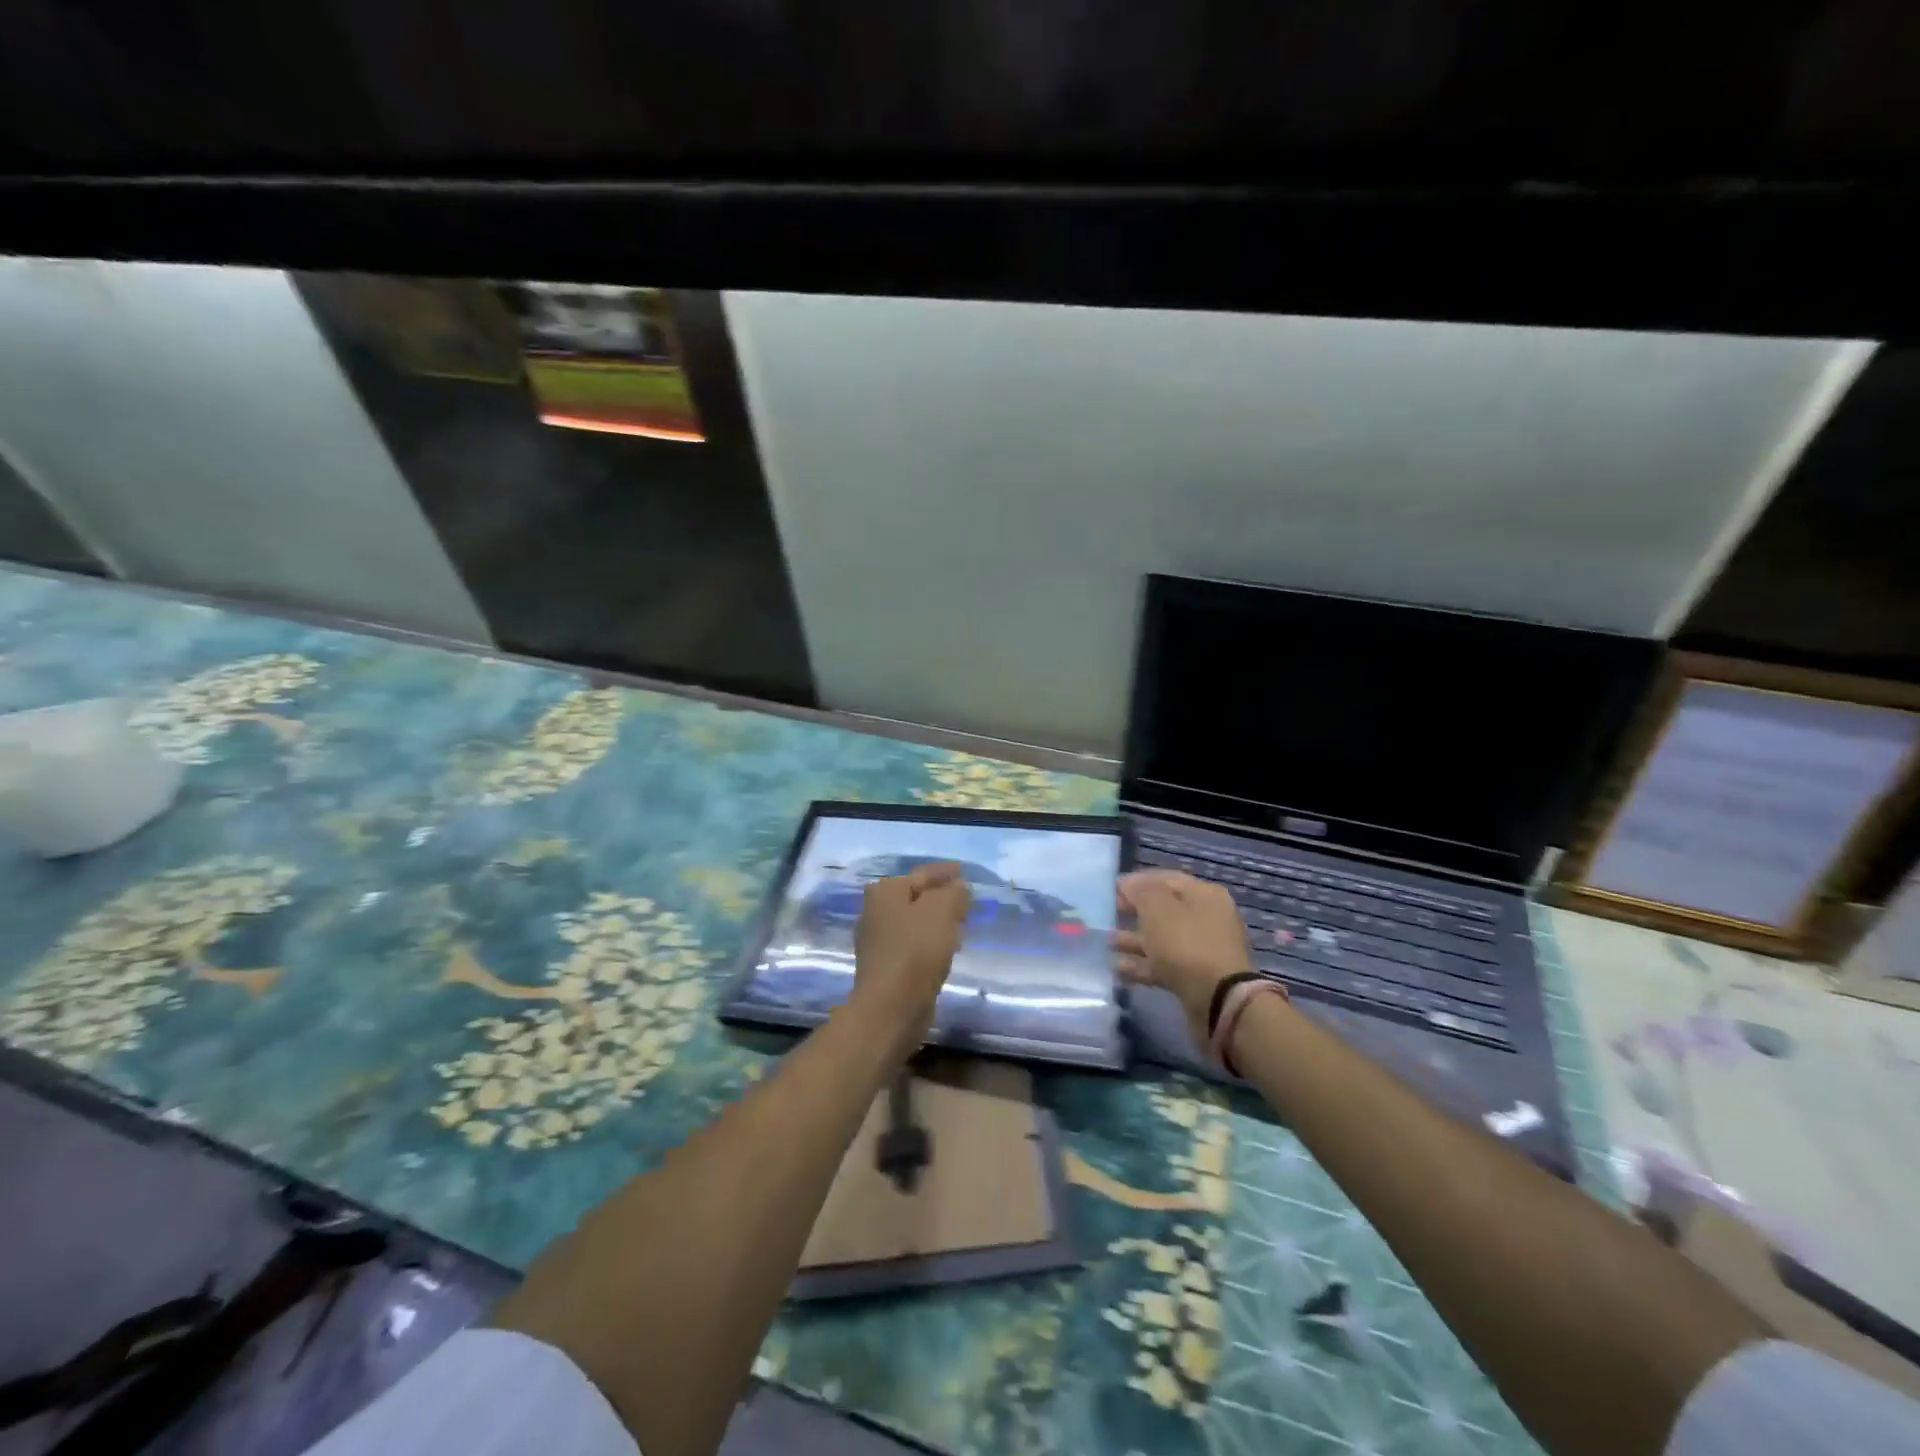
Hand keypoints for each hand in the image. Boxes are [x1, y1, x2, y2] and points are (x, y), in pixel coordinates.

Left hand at [851, 862, 970, 1042]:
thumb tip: (958, 888)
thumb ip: (954, 892)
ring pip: (915, 922)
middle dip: (940, 897)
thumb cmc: (916, 951)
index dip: (945, 872)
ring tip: (960, 924)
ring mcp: (877, 941)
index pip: (923, 874)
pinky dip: (929, 942)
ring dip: (935, 921)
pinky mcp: (885, 967)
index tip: (963, 872)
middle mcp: (875, 911)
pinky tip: (945, 949)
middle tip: (965, 899)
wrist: (891, 1007)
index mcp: (885, 891)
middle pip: (916, 897)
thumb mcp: (943, 910)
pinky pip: (913, 945)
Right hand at [1114, 869, 1252, 1041]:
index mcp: (1204, 894)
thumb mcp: (1158, 908)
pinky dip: (1141, 964)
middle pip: (1164, 909)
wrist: (1218, 1000)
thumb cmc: (1186, 944)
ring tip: (1106, 943)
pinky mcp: (1195, 976)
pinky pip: (1163, 964)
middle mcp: (1206, 918)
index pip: (1166, 879)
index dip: (1137, 882)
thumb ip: (1140, 891)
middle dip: (1134, 912)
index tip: (1112, 889)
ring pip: (1161, 938)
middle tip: (1108, 915)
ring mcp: (1202, 949)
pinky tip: (1117, 968)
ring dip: (1134, 940)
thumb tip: (1129, 885)